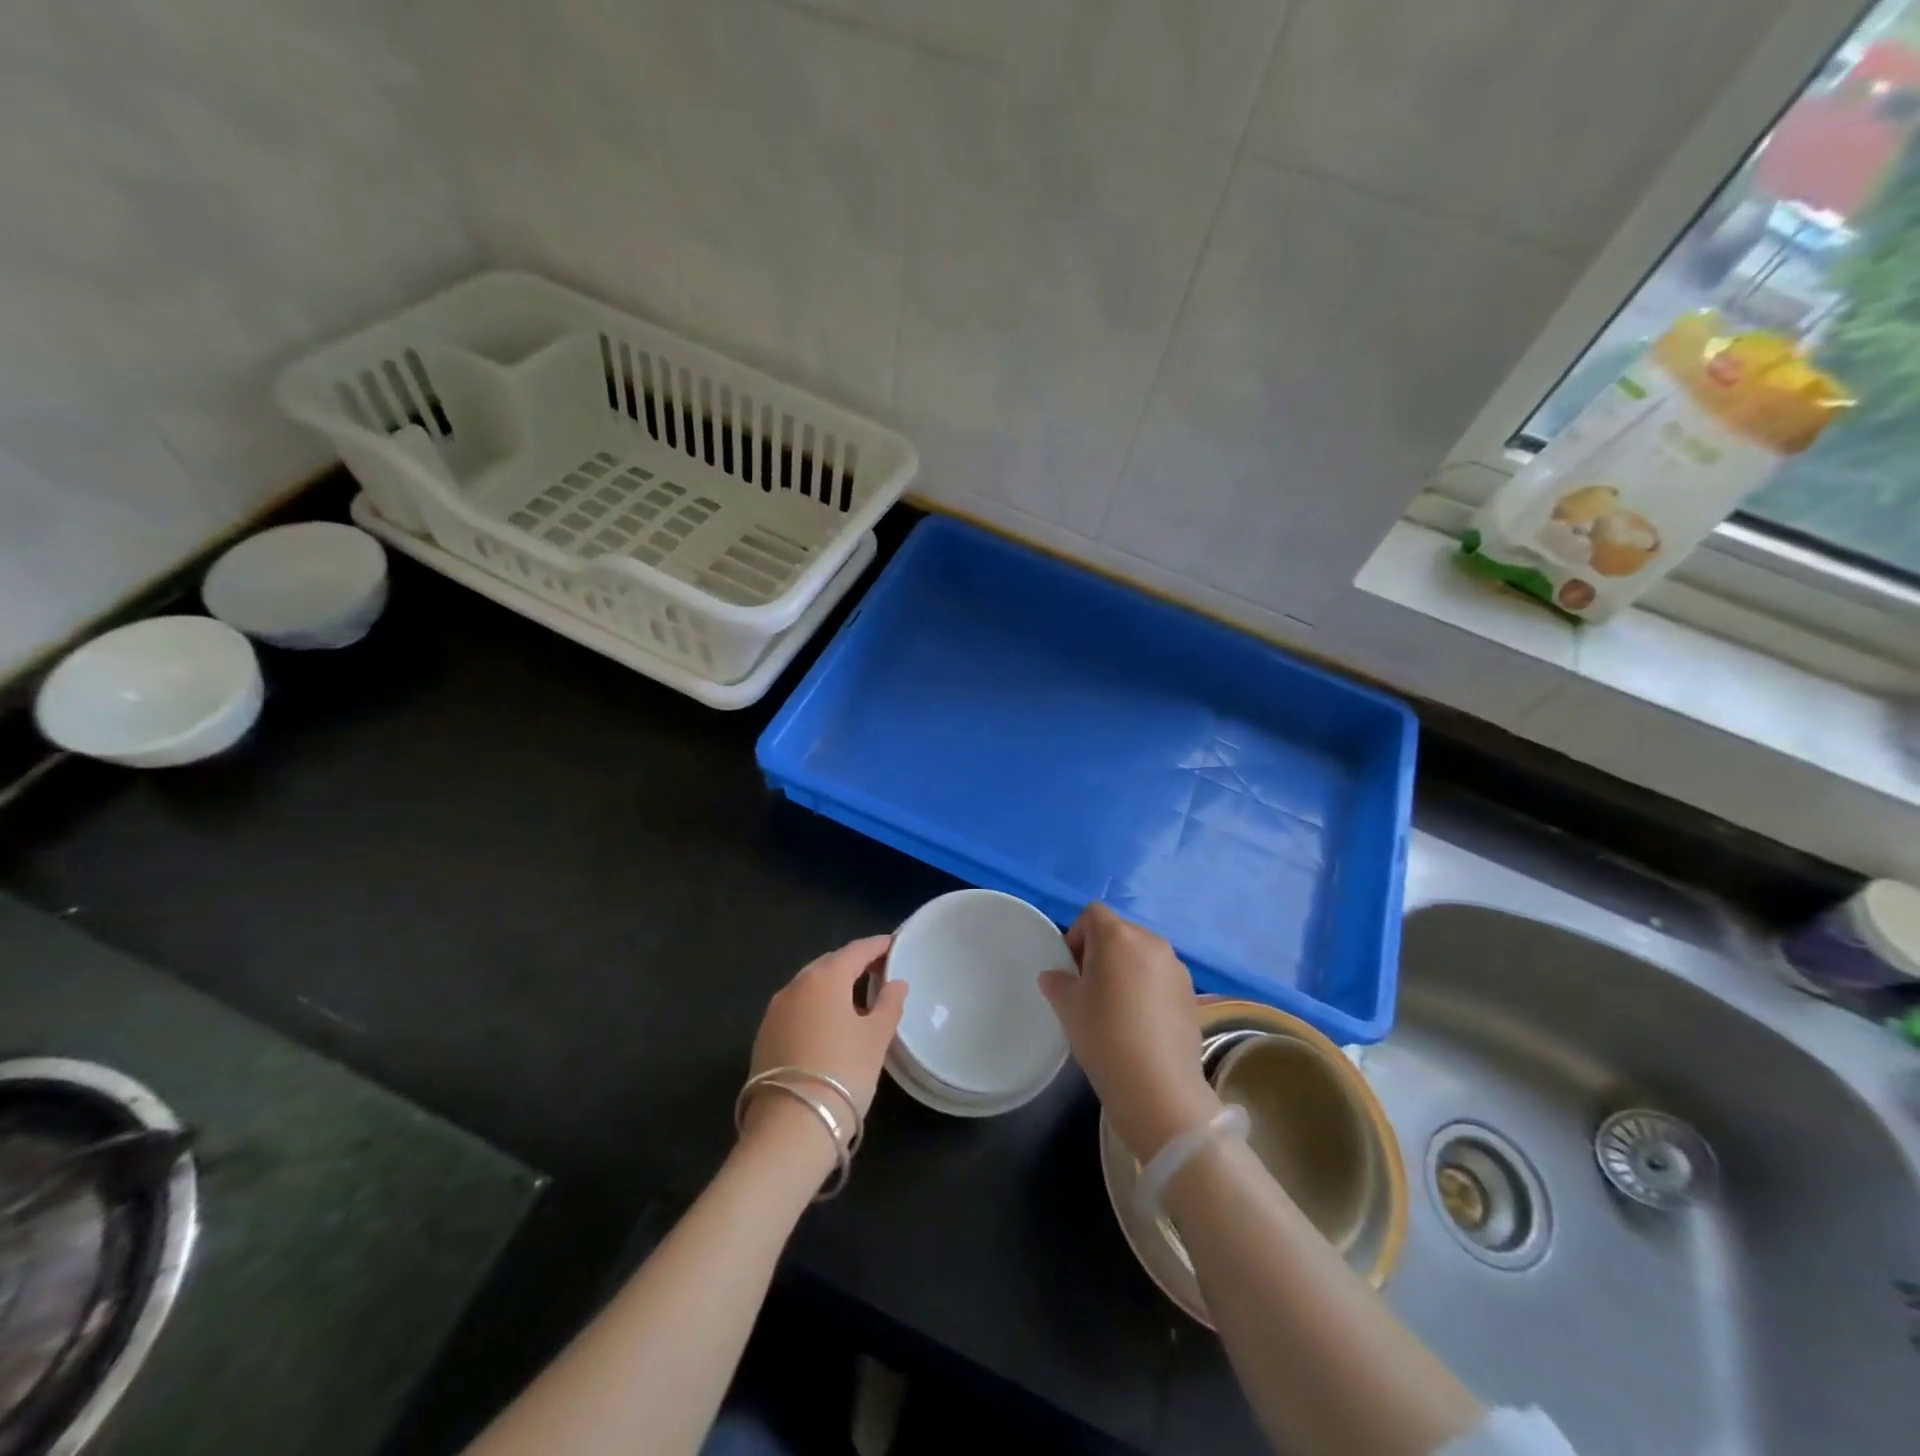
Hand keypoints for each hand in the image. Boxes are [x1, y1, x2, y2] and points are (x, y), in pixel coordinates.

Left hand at [744, 936, 905, 1145]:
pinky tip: (829, 1024)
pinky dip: (816, 1006)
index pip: (856, 950)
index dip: (877, 946)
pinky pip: (797, 1007)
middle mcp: (795, 985)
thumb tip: (896, 983)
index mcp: (825, 977)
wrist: (789, 1128)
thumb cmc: (843, 1073)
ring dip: (833, 986)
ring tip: (857, 998)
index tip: (895, 945)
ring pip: (810, 986)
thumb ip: (889, 1004)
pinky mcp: (764, 1036)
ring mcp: (775, 1011)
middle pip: (829, 964)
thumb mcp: (876, 1038)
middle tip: (879, 971)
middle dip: (854, 963)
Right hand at [1039, 904, 1220, 1161]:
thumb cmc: (1103, 1035)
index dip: (1077, 935)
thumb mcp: (1067, 1007)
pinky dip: (1147, 987)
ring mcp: (1176, 966)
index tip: (1071, 969)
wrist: (1157, 1086)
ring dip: (1126, 969)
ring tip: (1117, 1007)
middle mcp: (1150, 941)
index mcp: (1117, 936)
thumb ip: (1057, 982)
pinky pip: (1160, 976)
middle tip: (1090, 988)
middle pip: (1119, 932)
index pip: (1092, 914)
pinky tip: (1141, 1022)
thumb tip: (1056, 976)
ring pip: (1142, 954)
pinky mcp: (1191, 992)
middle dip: (1101, 952)